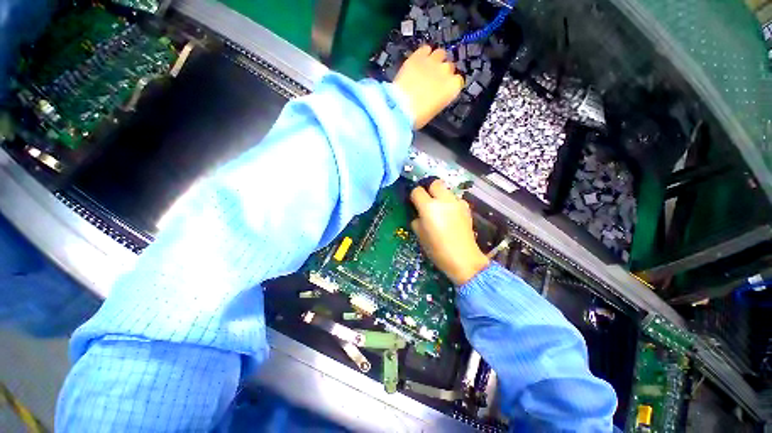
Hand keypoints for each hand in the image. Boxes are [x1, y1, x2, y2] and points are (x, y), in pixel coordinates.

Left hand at [393, 45, 462, 128]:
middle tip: (433, 80)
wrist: (401, 108)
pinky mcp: (418, 56)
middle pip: (449, 66)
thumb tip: (436, 94)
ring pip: (440, 53)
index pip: (458, 81)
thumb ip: (439, 98)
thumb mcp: (434, 110)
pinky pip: (426, 48)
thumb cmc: (418, 116)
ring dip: (436, 59)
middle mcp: (446, 71)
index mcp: (452, 88)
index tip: (444, 88)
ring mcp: (432, 62)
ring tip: (427, 67)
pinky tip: (419, 60)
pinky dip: (424, 53)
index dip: (450, 84)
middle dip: (443, 72)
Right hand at [410, 179, 489, 285]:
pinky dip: (451, 203)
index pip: (417, 191)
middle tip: (428, 202)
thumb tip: (418, 214)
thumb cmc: (437, 250)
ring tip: (440, 209)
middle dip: (429, 190)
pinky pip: (455, 199)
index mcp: (428, 207)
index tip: (414, 204)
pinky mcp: (466, 208)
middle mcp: (443, 200)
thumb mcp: (420, 235)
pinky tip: (451, 215)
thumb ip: (416, 220)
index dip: (414, 197)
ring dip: (441, 196)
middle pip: (434, 183)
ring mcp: (457, 203)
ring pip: (446, 190)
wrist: (463, 259)